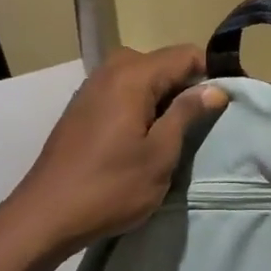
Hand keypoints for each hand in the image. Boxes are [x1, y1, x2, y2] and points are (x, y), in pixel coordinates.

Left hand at [2, 45, 226, 259]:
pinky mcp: (82, 106)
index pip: (186, 55)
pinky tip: (143, 137)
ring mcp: (92, 87)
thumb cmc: (110, 187)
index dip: (211, 73)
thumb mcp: (160, 154)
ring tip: (174, 133)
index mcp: (133, 76)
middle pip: (163, 62)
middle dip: (186, 85)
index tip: (225, 102)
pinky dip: (141, 104)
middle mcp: (111, 70)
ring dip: (163, 96)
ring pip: (142, 76)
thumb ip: (187, 114)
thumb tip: (216, 88)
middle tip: (200, 123)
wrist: (45, 216)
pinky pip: (123, 90)